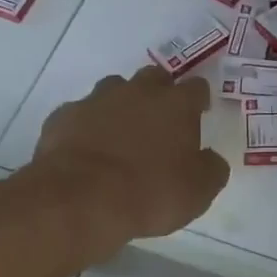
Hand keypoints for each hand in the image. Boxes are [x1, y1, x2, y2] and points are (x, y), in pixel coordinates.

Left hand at [32, 66, 229, 242]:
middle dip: (160, 93)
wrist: (80, 198)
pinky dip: (87, 125)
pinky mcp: (65, 115)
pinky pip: (81, 113)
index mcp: (176, 104)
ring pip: (114, 89)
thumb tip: (211, 159)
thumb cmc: (149, 192)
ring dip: (121, 105)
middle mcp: (138, 92)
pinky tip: (86, 149)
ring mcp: (98, 99)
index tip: (199, 113)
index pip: (196, 87)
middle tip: (160, 121)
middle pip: (154, 77)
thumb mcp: (198, 192)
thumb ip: (211, 169)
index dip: (199, 99)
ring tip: (120, 134)